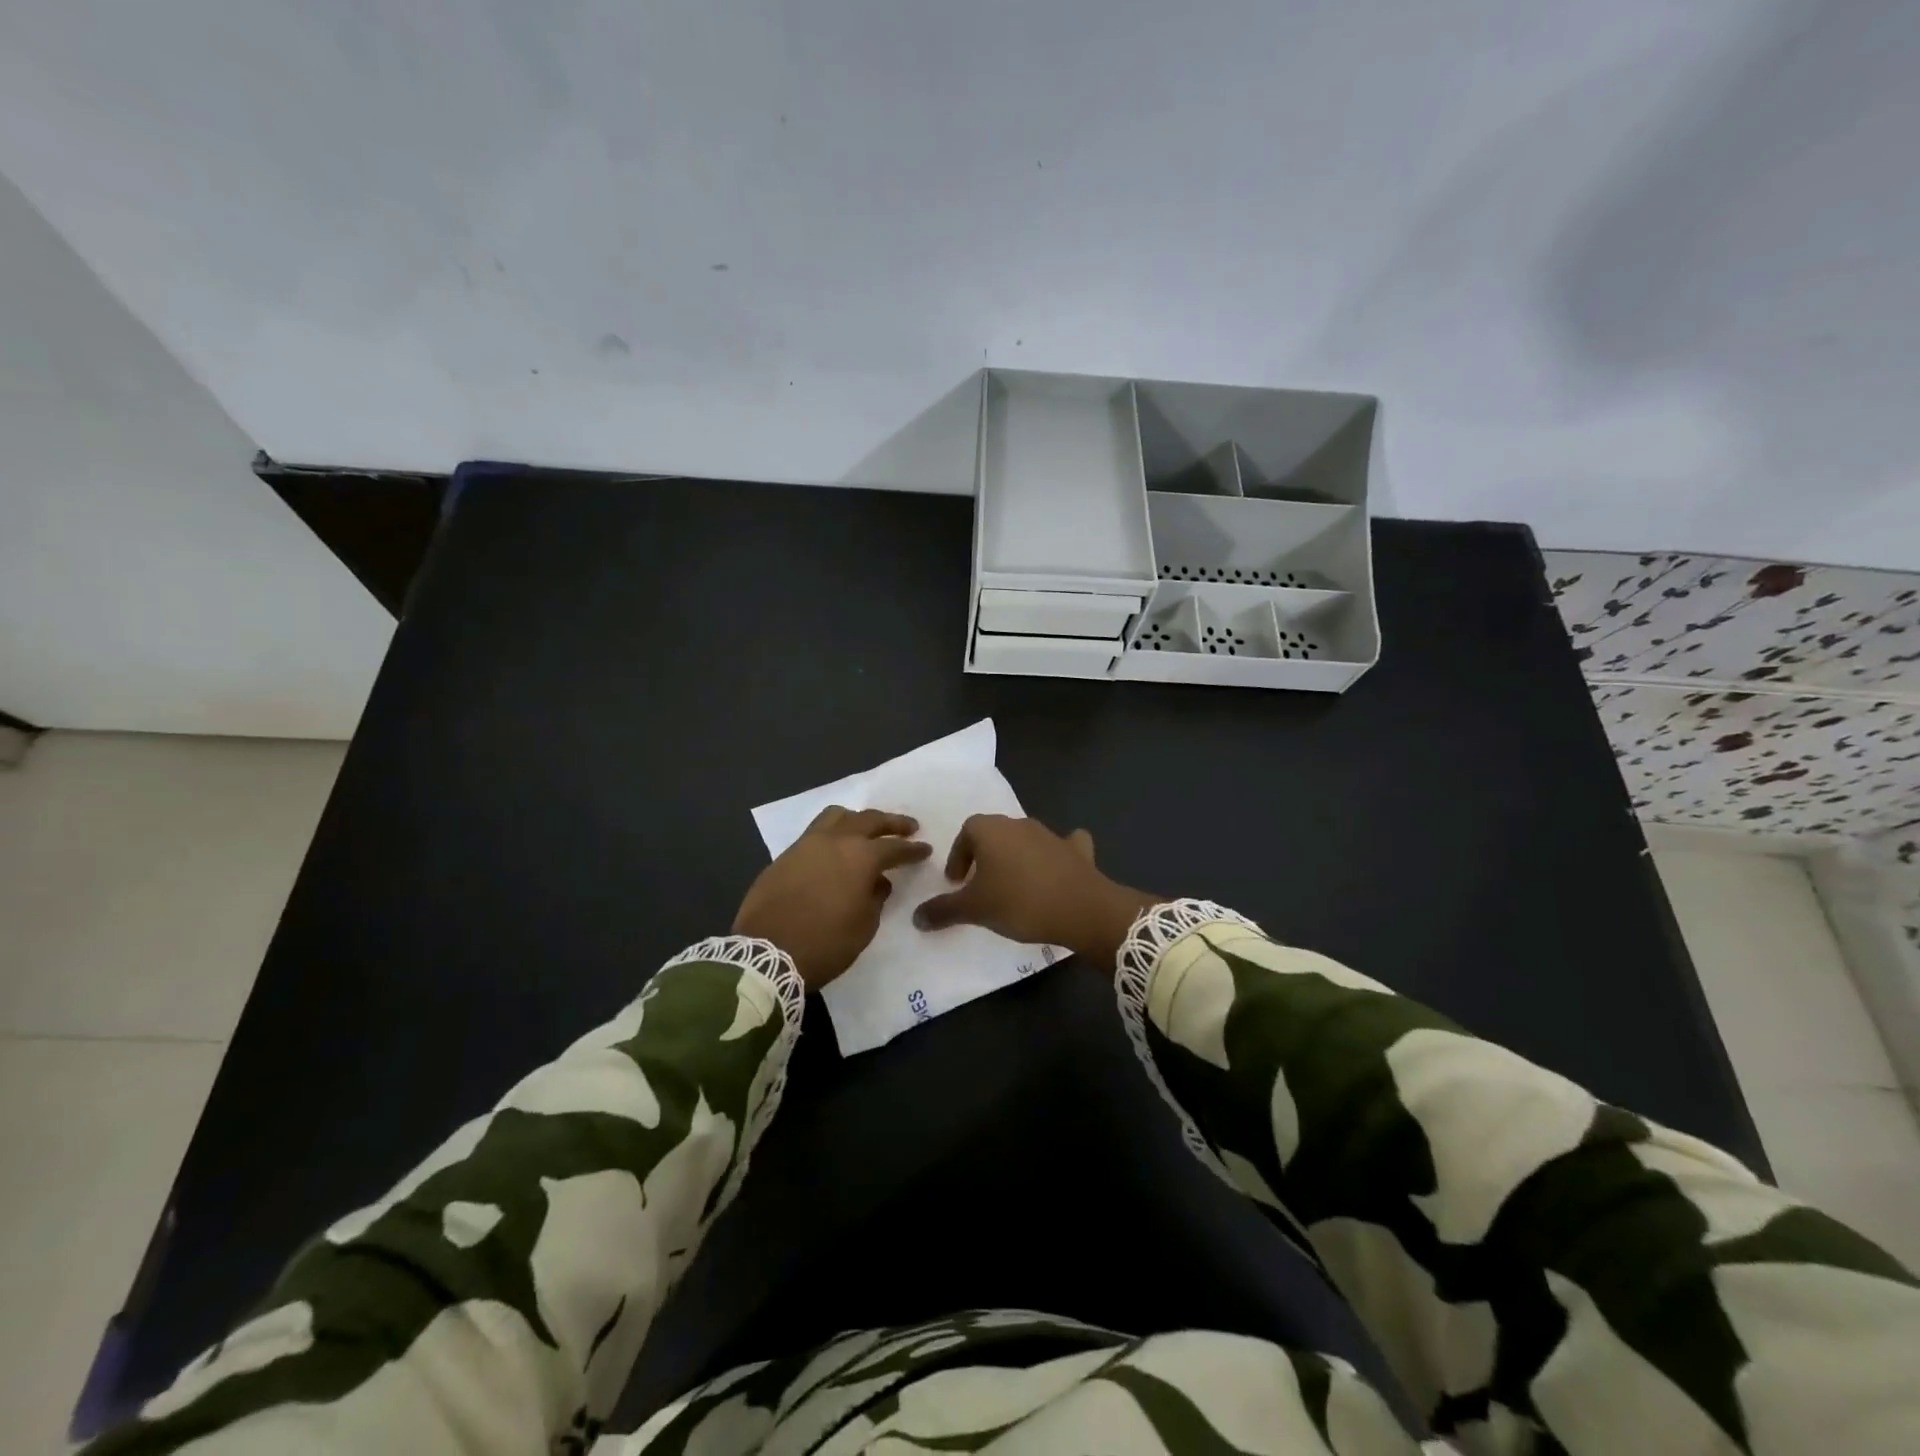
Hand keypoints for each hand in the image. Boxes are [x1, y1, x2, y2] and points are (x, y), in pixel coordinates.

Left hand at [734, 807, 930, 988]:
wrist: (765, 953)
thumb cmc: (824, 943)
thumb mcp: (863, 927)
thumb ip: (875, 899)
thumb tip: (877, 882)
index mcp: (860, 857)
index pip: (894, 847)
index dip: (913, 849)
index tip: (925, 849)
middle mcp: (835, 841)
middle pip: (868, 820)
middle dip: (891, 823)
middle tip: (908, 827)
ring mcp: (806, 845)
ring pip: (836, 816)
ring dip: (857, 819)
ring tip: (866, 829)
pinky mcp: (784, 856)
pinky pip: (814, 833)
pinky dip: (831, 834)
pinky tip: (835, 850)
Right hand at [911, 815, 1158, 970]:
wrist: (1081, 908)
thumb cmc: (1019, 902)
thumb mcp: (975, 910)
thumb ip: (944, 910)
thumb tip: (916, 917)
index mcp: (991, 830)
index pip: (967, 832)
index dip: (958, 855)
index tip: (957, 882)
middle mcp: (1020, 824)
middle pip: (996, 834)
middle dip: (985, 856)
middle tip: (981, 885)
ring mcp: (1052, 835)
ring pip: (1026, 840)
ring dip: (1017, 857)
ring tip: (1013, 886)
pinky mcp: (1077, 851)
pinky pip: (1064, 846)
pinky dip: (1058, 855)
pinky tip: (1057, 871)